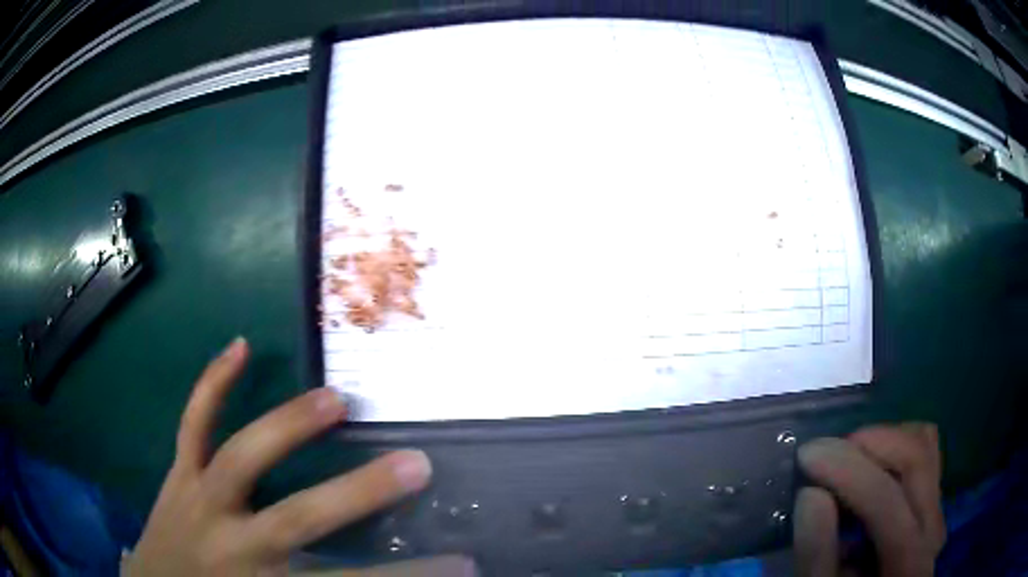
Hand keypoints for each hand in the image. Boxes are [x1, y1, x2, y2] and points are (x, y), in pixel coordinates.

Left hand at [124, 338, 444, 575]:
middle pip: (297, 517)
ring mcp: (199, 500)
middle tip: (417, 464)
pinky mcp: (179, 474)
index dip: (407, 576)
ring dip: (287, 427)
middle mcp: (233, 544)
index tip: (464, 561)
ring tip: (335, 399)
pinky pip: (193, 424)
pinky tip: (238, 346)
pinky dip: (212, 385)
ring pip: (240, 458)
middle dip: (358, 493)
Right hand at [794, 423, 945, 576]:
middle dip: (868, 443)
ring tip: (847, 459)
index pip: (886, 499)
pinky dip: (893, 449)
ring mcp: (938, 510)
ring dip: (883, 441)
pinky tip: (867, 470)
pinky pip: (924, 453)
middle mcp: (933, 525)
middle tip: (828, 452)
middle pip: (916, 455)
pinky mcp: (933, 502)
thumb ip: (816, 554)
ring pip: (925, 444)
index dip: (847, 470)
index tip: (807, 454)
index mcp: (910, 560)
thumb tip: (810, 493)